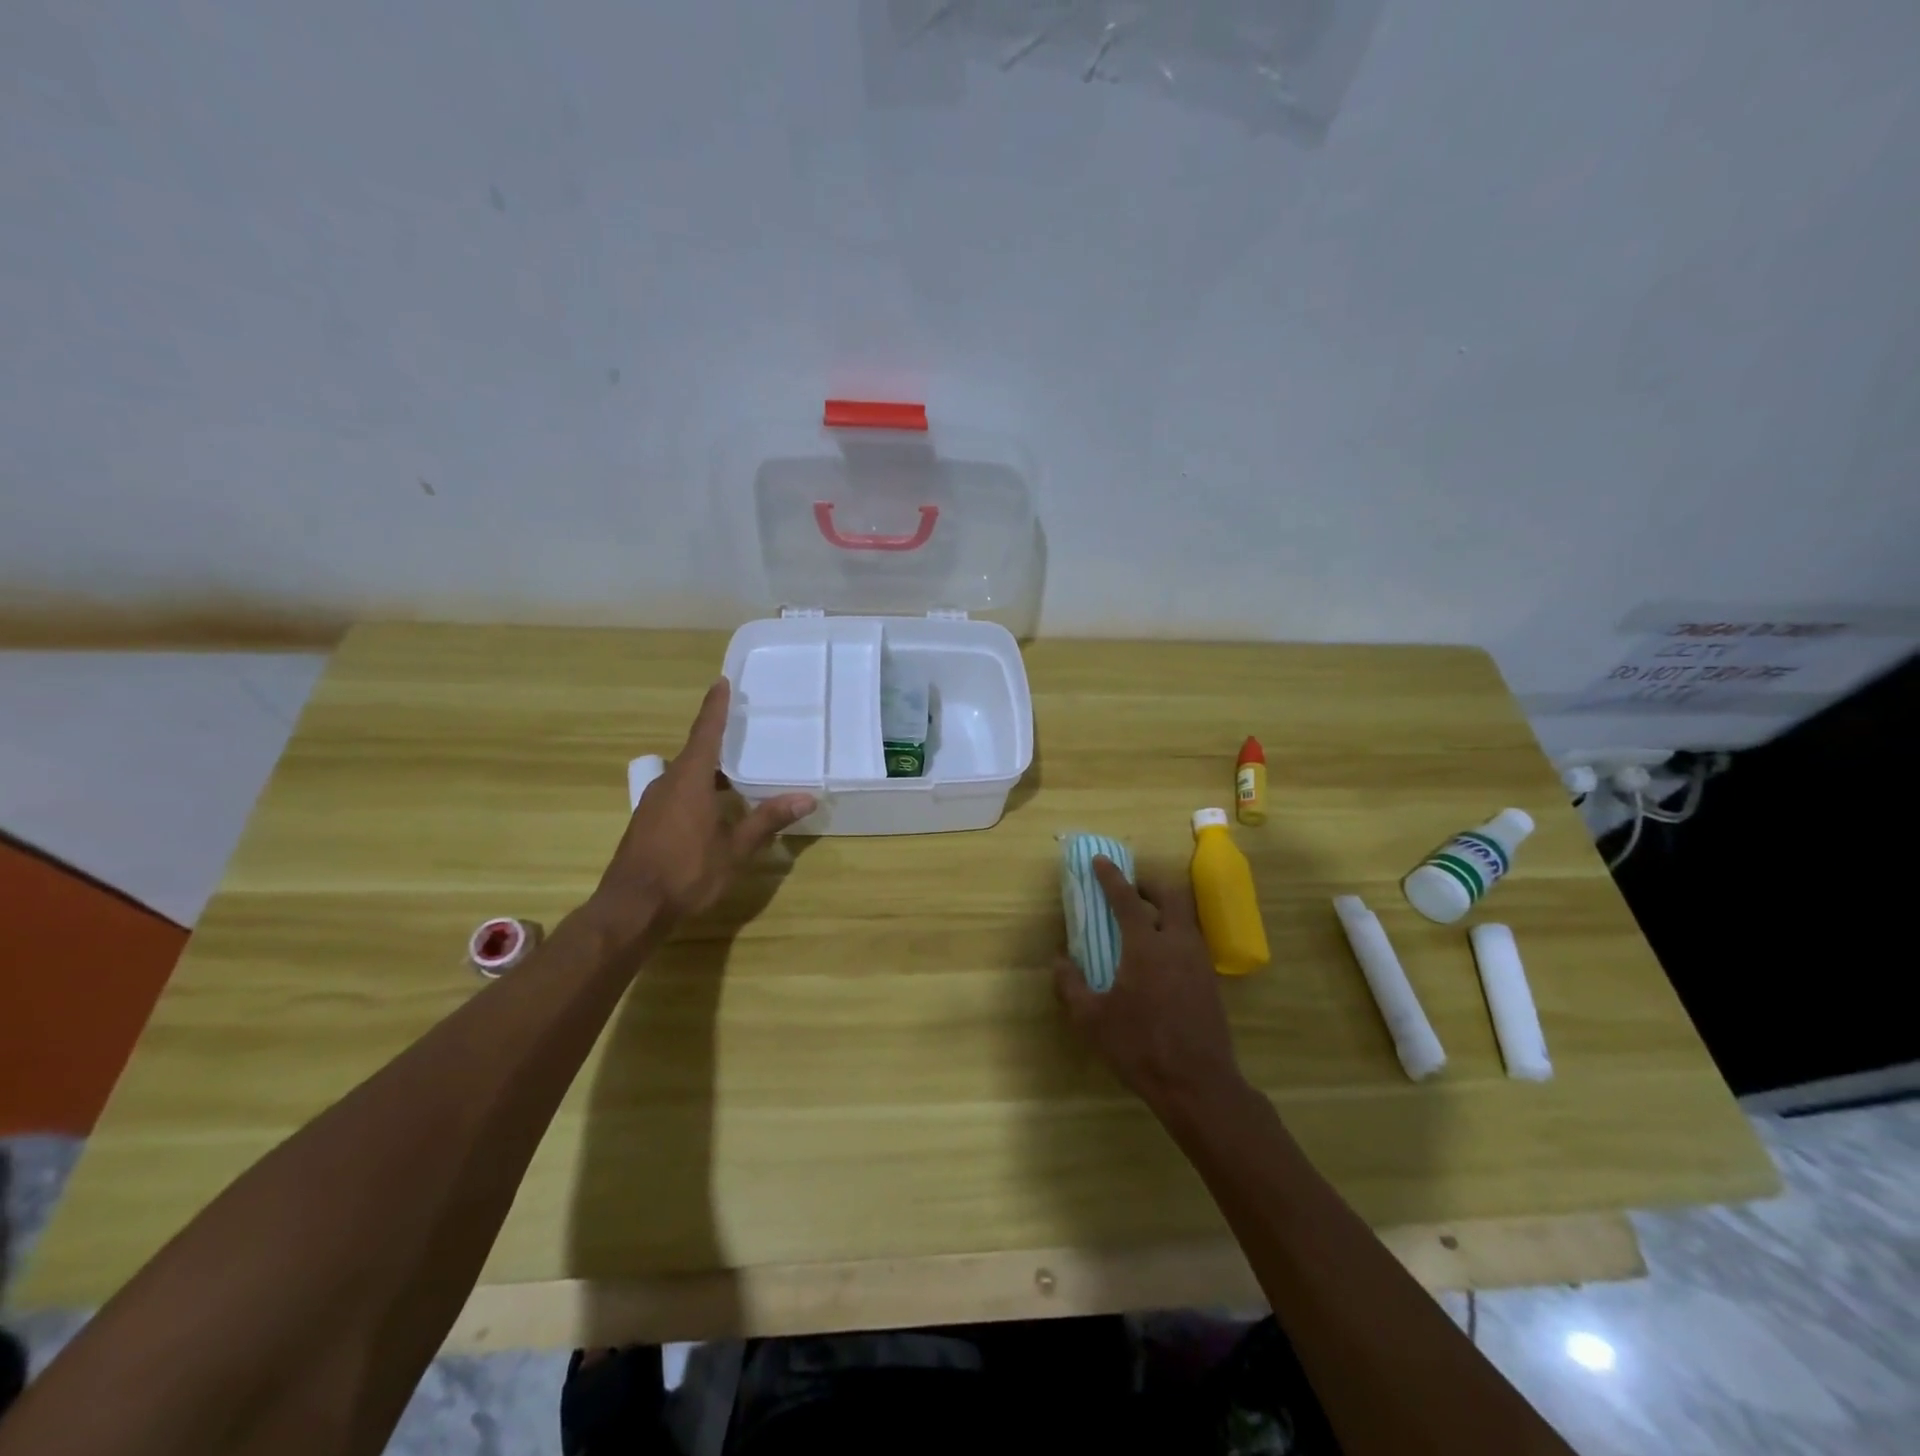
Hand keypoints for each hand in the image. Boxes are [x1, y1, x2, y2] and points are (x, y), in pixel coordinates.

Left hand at [587, 679, 815, 935]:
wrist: (631, 909)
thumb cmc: (686, 873)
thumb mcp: (735, 849)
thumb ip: (768, 820)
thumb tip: (807, 797)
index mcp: (690, 780)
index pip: (706, 733)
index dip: (715, 707)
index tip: (721, 683)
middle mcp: (668, 784)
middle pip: (695, 753)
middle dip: (717, 740)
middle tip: (742, 731)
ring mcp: (653, 804)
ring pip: (685, 776)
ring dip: (708, 770)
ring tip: (735, 772)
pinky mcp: (647, 823)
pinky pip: (677, 793)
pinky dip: (697, 790)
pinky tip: (713, 809)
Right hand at [1054, 857, 1245, 1116]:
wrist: (1199, 1085)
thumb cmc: (1140, 1047)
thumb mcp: (1092, 1020)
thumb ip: (1071, 985)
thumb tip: (1058, 961)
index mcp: (1147, 946)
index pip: (1127, 899)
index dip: (1111, 877)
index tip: (1099, 861)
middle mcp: (1177, 944)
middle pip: (1171, 895)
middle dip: (1149, 884)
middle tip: (1129, 890)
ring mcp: (1199, 961)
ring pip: (1186, 917)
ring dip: (1165, 908)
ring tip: (1143, 922)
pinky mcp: (1210, 981)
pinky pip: (1192, 940)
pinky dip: (1175, 932)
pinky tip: (1160, 957)